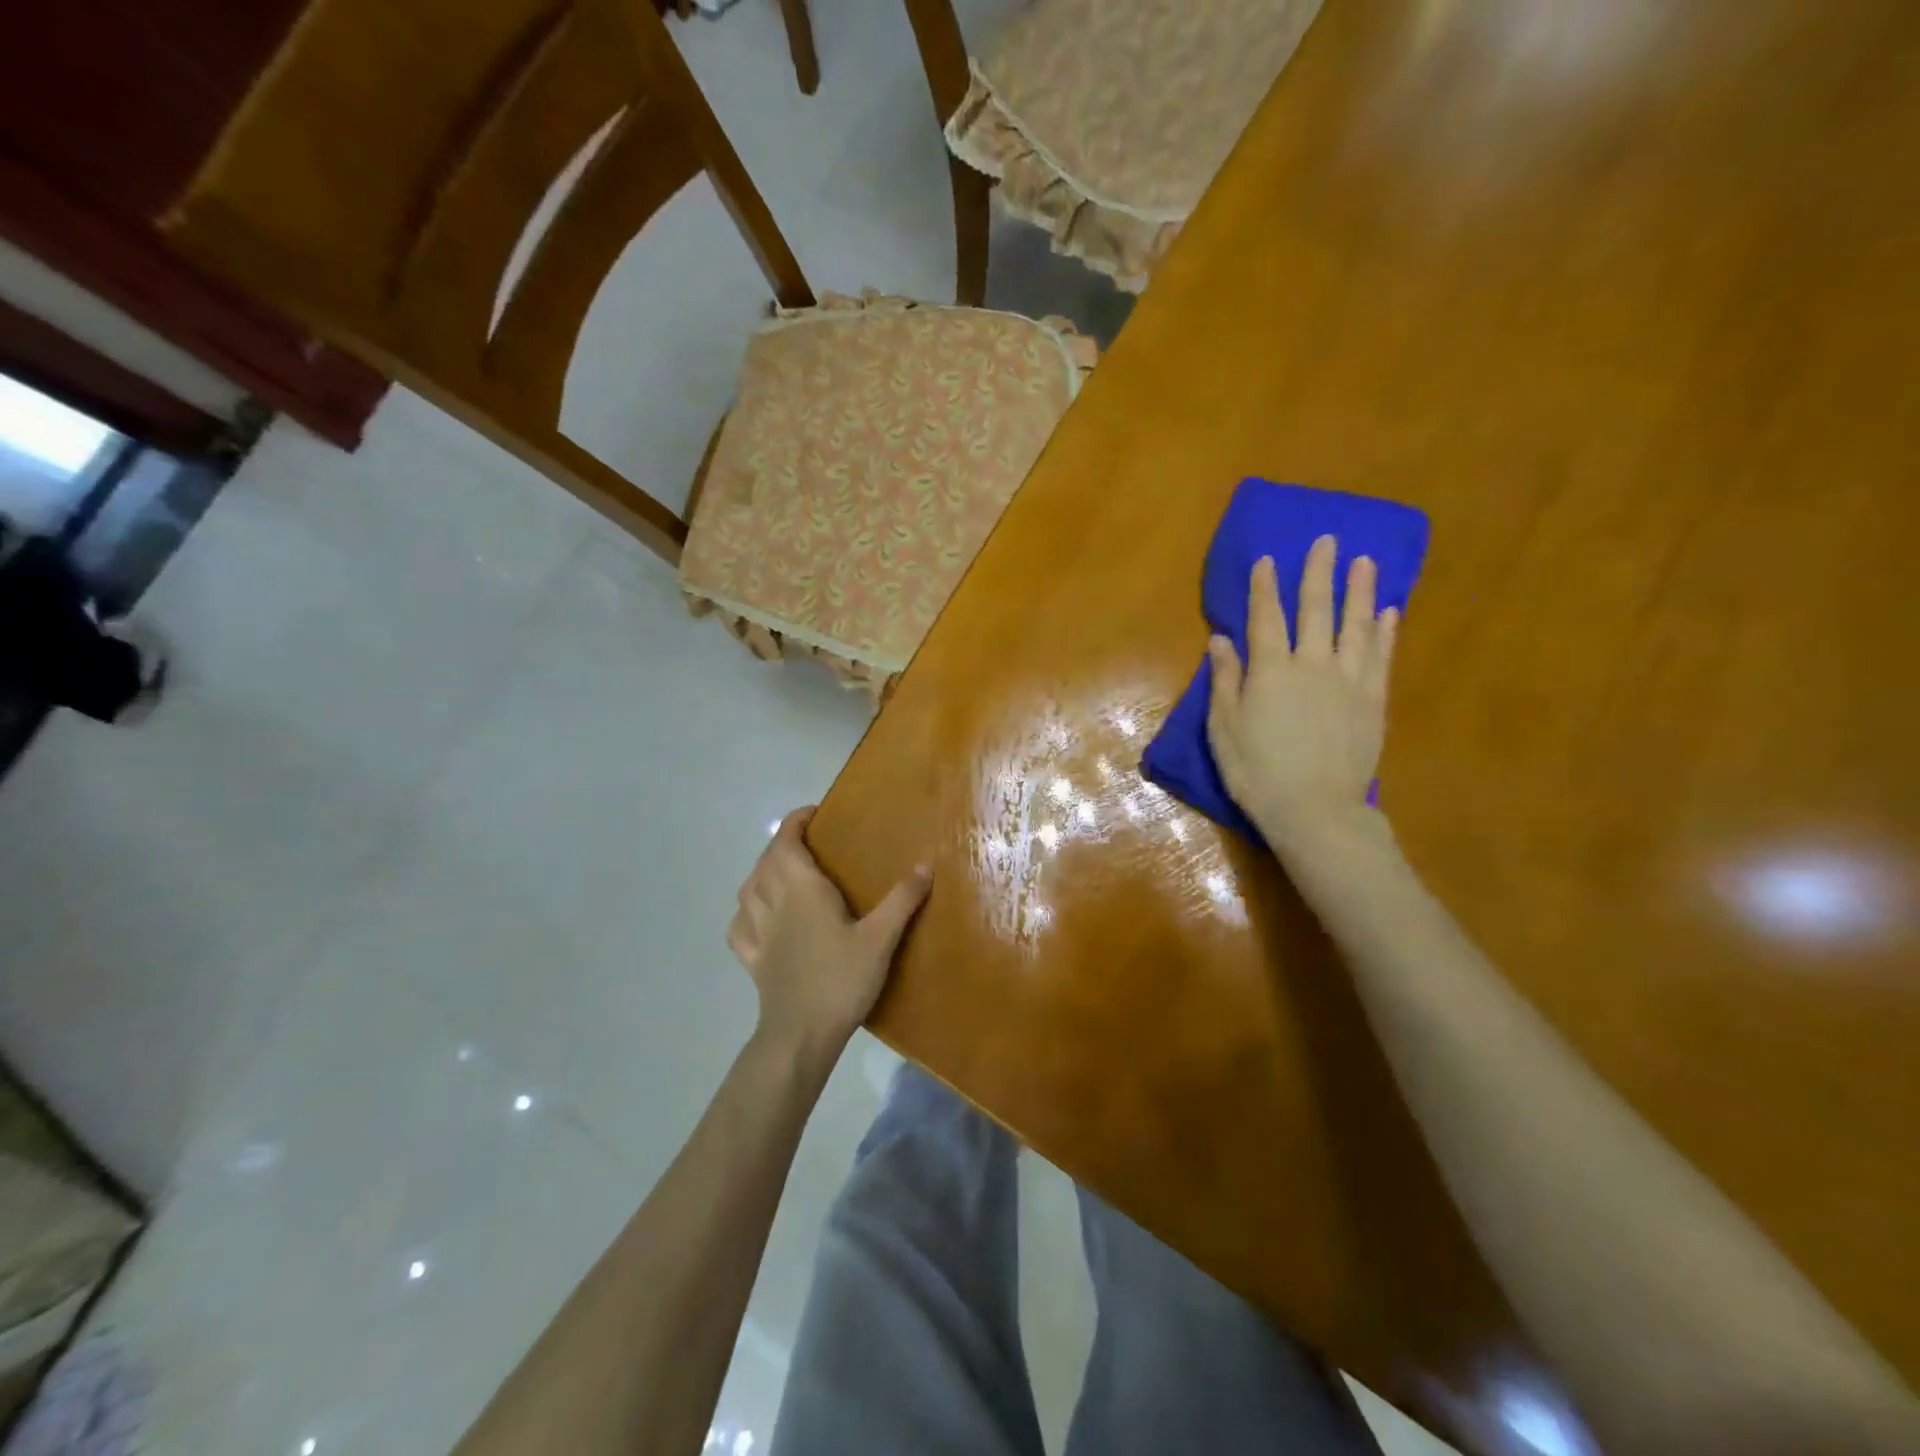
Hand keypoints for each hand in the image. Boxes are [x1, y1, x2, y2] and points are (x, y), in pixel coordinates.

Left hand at [728, 808, 932, 1057]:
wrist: (801, 1034)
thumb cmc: (841, 979)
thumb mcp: (881, 938)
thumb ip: (902, 900)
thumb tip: (925, 865)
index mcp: (802, 890)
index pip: (787, 842)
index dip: (795, 822)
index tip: (813, 814)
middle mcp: (774, 903)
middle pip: (766, 862)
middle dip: (781, 844)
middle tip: (805, 843)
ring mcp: (758, 933)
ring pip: (748, 891)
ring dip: (760, 874)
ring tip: (779, 874)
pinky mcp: (752, 961)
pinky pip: (740, 928)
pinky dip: (746, 914)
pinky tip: (757, 918)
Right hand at [1206, 537, 1398, 852]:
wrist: (1315, 809)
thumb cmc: (1257, 772)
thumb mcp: (1224, 729)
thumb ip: (1225, 680)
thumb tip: (1221, 639)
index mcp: (1270, 671)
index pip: (1266, 617)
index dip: (1265, 587)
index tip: (1268, 558)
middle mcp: (1312, 665)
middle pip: (1316, 609)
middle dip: (1319, 572)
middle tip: (1328, 540)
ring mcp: (1348, 680)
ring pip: (1356, 625)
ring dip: (1359, 590)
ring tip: (1365, 561)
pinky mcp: (1373, 700)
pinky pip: (1381, 656)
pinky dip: (1384, 631)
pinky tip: (1388, 611)